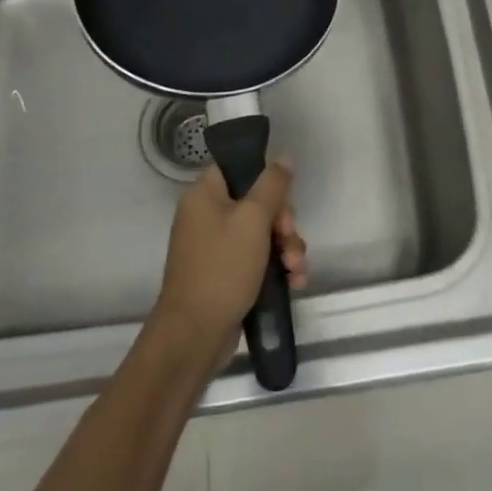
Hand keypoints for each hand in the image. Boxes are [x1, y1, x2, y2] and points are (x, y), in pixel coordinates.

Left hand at [152, 159, 307, 367]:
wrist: (194, 335)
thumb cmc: (222, 268)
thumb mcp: (253, 220)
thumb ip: (272, 185)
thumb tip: (284, 155)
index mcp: (205, 195)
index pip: (239, 168)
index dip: (266, 181)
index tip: (282, 201)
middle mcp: (208, 216)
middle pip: (258, 203)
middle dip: (284, 224)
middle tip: (289, 242)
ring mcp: (217, 247)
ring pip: (263, 233)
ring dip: (287, 249)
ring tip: (296, 271)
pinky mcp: (227, 274)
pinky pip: (258, 259)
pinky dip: (277, 268)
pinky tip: (294, 282)